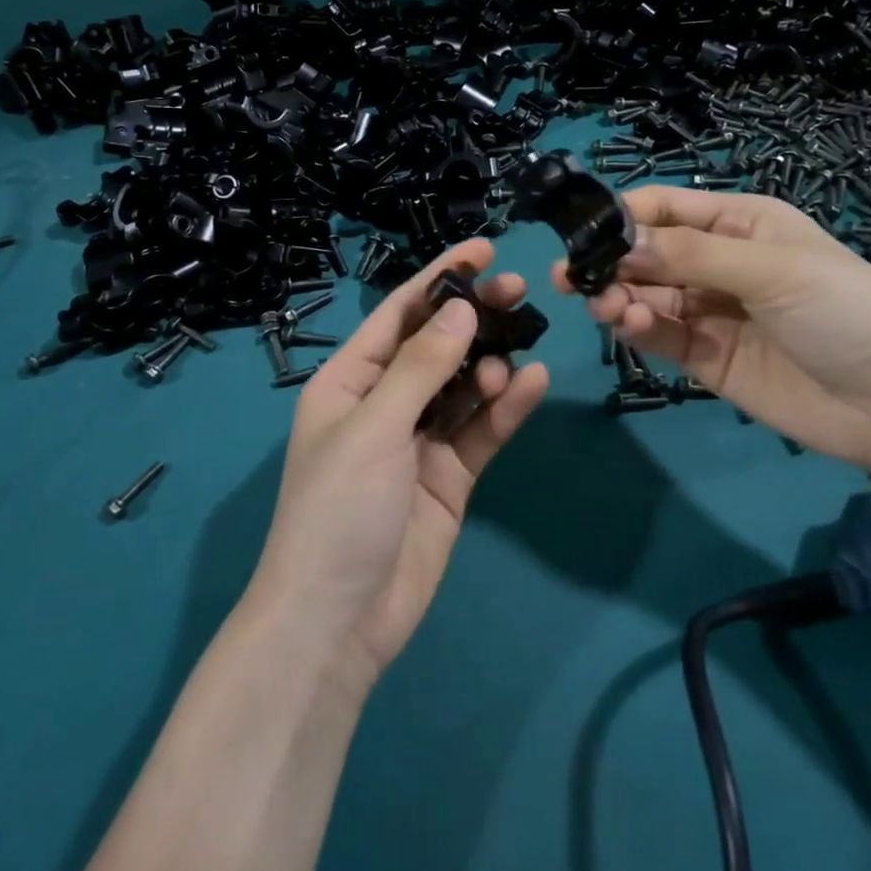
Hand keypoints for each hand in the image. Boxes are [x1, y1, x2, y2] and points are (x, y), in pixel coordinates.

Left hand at [250, 239, 548, 686]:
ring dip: (491, 363)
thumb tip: (460, 309)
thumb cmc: (339, 509)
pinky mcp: (449, 476)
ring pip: (464, 386)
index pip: (399, 313)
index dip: (440, 278)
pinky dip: (505, 408)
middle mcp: (384, 402)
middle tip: (519, 290)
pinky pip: (481, 431)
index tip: (484, 249)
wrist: (338, 621)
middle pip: (437, 345)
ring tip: (519, 347)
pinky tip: (532, 384)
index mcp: (350, 380)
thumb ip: (421, 367)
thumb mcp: (375, 427)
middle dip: (474, 315)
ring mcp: (419, 441)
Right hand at [556, 186, 870, 469]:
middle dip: (611, 261)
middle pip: (648, 253)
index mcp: (740, 224)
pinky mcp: (706, 357)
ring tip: (605, 307)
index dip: (623, 216)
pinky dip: (635, 327)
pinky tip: (625, 324)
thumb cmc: (846, 310)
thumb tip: (618, 242)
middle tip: (571, 278)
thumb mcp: (772, 269)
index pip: (666, 208)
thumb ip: (691, 255)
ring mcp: (711, 311)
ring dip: (619, 296)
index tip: (583, 233)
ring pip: (647, 294)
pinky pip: (660, 334)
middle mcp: (719, 262)